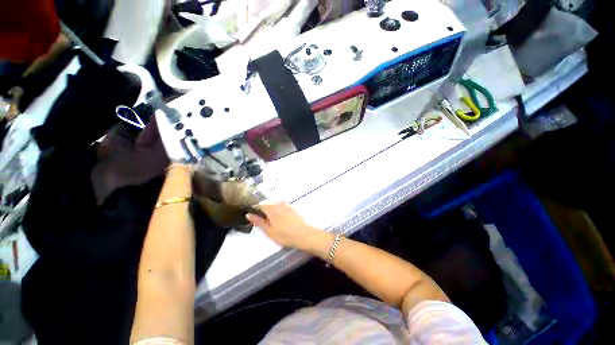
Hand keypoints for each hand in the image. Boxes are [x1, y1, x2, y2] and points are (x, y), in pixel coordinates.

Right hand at [246, 202, 321, 249]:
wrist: (303, 234)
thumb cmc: (284, 234)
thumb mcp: (268, 230)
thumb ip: (258, 221)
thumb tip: (248, 214)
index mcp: (271, 208)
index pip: (259, 206)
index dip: (256, 213)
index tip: (256, 221)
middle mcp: (278, 203)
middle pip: (267, 205)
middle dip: (265, 213)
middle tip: (266, 225)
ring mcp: (286, 205)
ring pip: (275, 207)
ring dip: (272, 213)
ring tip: (275, 225)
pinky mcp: (292, 208)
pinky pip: (282, 208)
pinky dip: (279, 213)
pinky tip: (282, 222)